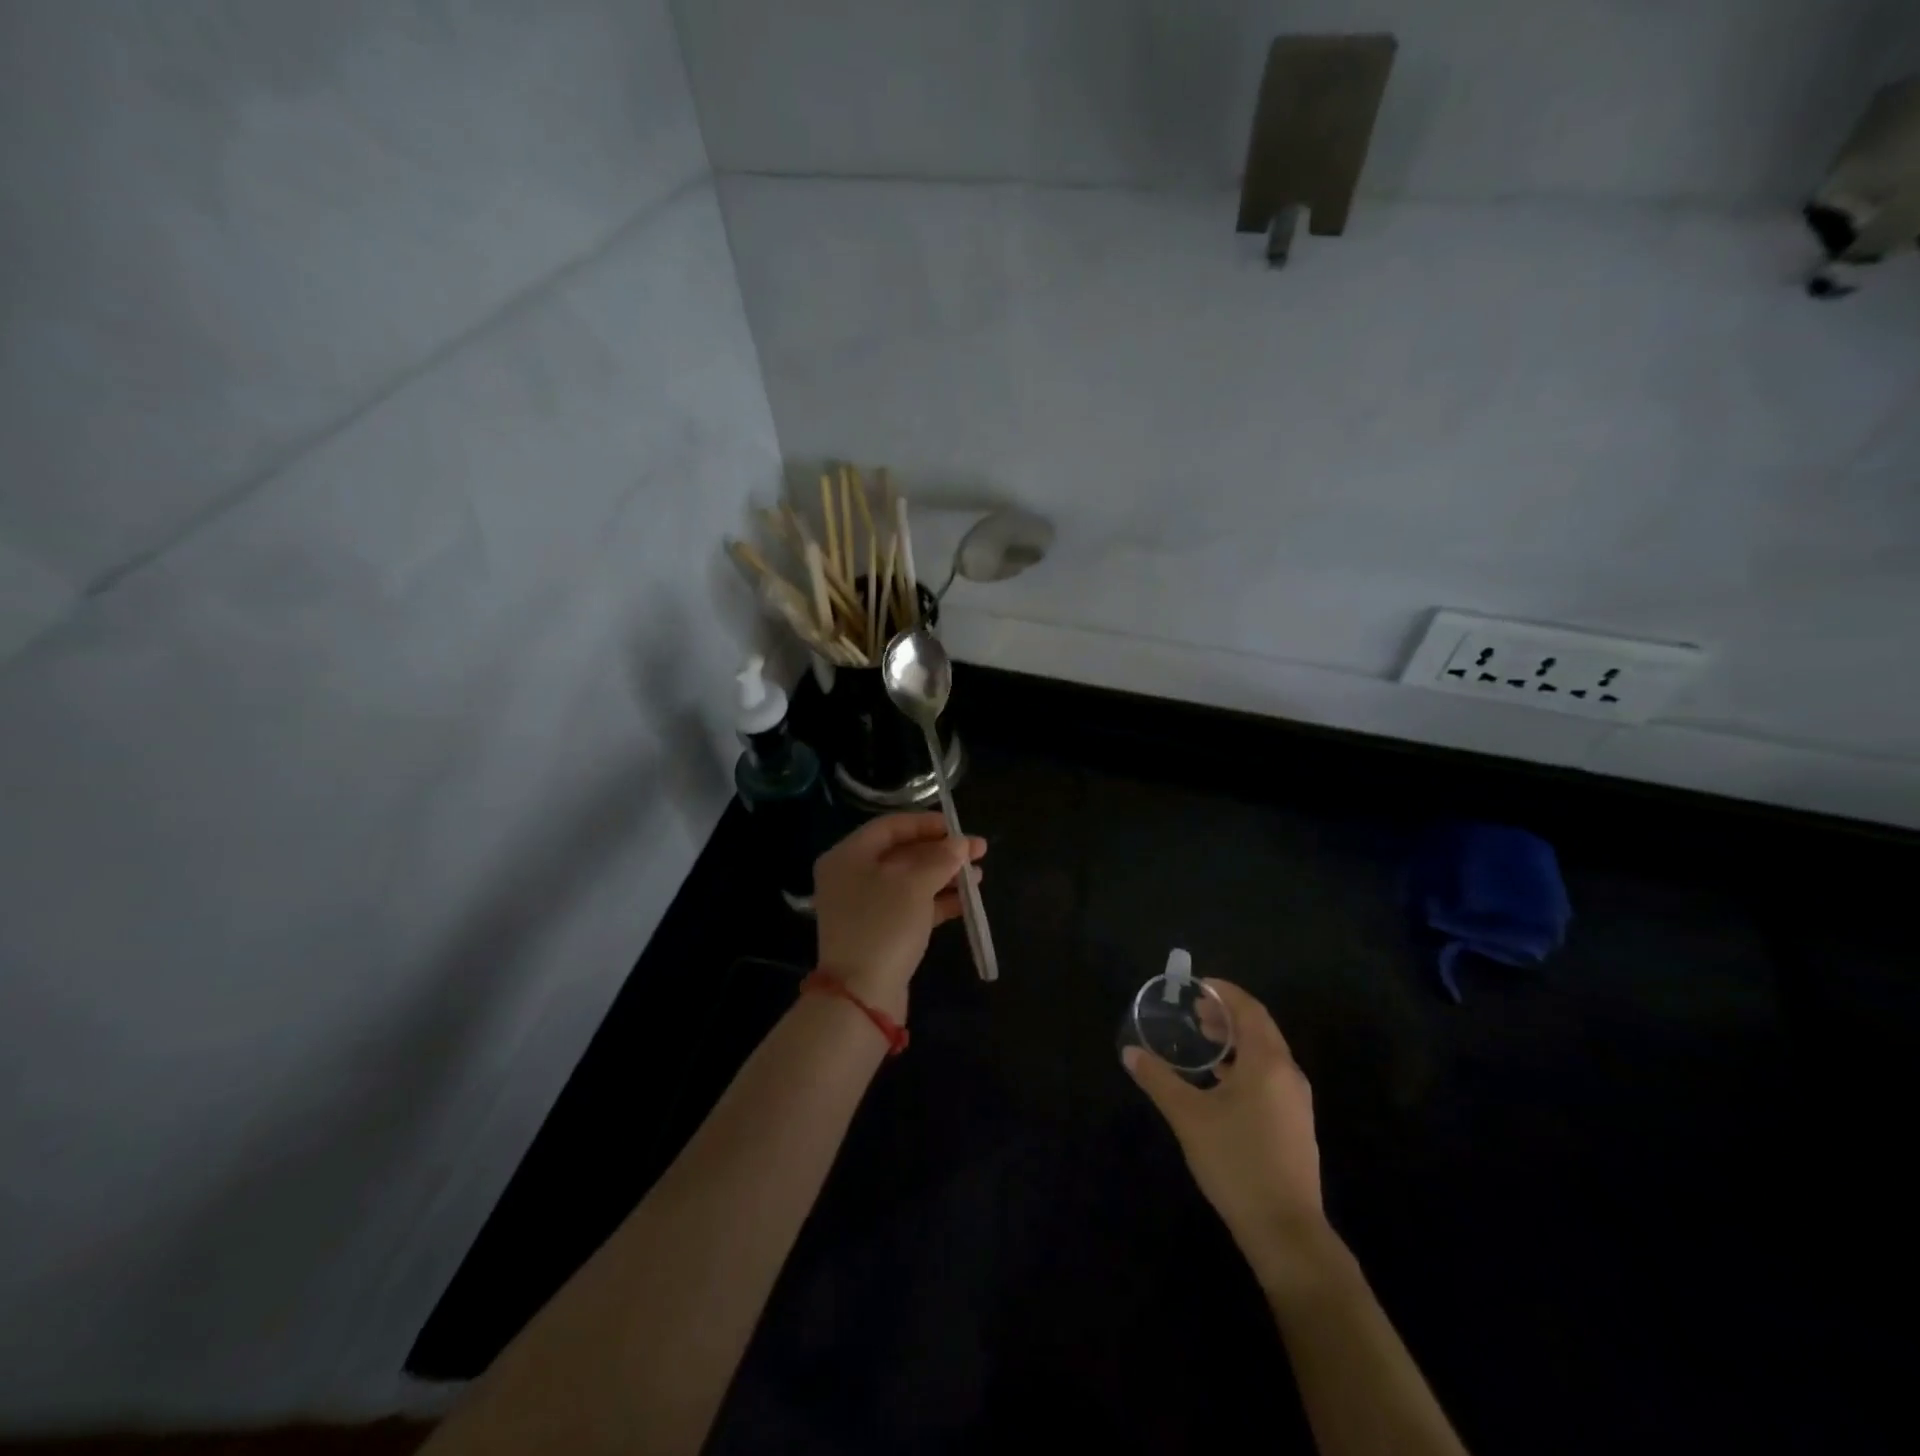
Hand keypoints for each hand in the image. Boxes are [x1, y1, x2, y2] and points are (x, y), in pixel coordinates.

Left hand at [813, 813, 985, 1020]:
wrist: (861, 996)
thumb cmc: (884, 925)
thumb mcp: (915, 884)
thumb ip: (940, 859)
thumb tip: (960, 844)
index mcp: (848, 855)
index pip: (891, 826)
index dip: (927, 824)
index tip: (960, 829)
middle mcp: (851, 876)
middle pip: (902, 853)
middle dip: (942, 852)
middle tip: (979, 852)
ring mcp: (864, 906)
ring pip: (910, 881)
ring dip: (944, 876)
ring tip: (979, 876)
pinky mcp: (878, 932)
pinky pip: (910, 906)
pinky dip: (937, 901)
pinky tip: (966, 901)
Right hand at [1124, 979, 1329, 1280]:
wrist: (1286, 1232)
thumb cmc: (1236, 1163)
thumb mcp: (1188, 1117)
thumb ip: (1158, 1079)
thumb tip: (1130, 1052)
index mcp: (1267, 1062)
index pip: (1249, 1009)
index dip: (1224, 992)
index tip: (1196, 986)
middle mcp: (1288, 1074)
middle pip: (1259, 1028)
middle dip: (1227, 1015)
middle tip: (1194, 1013)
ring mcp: (1296, 1101)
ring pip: (1266, 1053)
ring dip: (1236, 1041)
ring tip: (1204, 1043)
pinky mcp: (1295, 1124)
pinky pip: (1270, 1076)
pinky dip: (1245, 1064)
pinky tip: (1220, 1083)